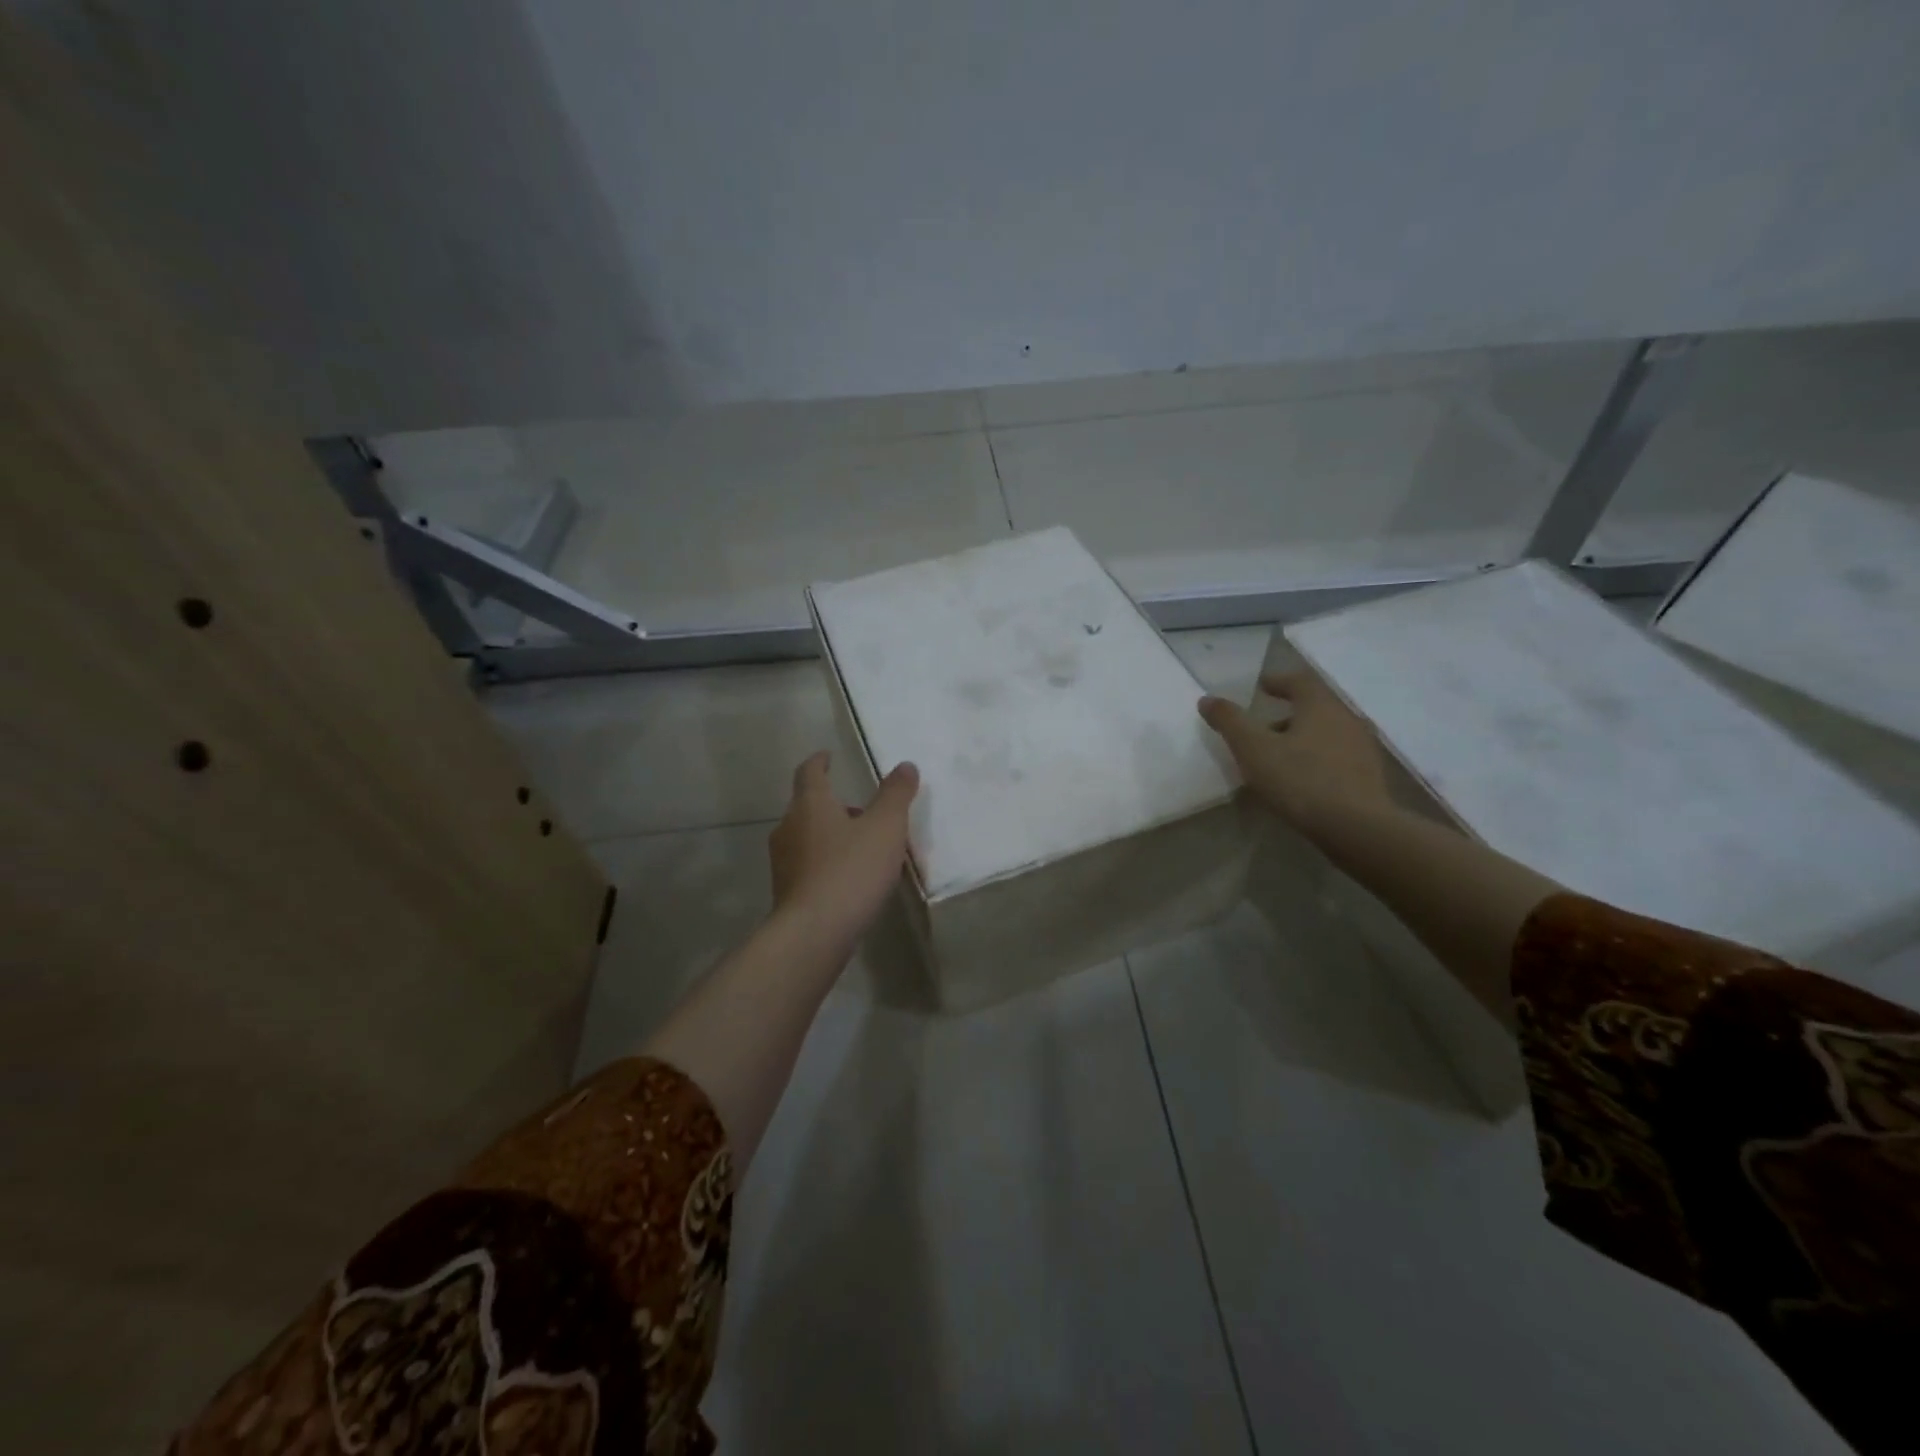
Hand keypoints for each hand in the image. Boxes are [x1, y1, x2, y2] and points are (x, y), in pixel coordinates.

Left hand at [768, 752, 919, 948]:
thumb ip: (896, 795)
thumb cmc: (851, 870)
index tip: (827, 756)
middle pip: (808, 805)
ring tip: (861, 846)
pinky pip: (808, 865)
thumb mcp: (885, 827)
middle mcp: (789, 827)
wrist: (814, 932)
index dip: (820, 762)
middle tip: (862, 809)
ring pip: (807, 836)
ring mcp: (783, 861)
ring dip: (830, 834)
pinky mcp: (786, 891)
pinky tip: (848, 878)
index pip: (809, 772)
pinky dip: (826, 861)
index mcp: (810, 804)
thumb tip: (906, 766)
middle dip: (833, 803)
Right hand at [1199, 670, 1392, 830]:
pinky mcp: (1369, 776)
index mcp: (1321, 705)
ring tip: (1279, 757)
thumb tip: (1207, 699)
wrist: (1357, 828)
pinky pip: (1337, 757)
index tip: (1260, 687)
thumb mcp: (1253, 749)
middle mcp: (1347, 719)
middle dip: (1287, 713)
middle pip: (1315, 706)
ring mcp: (1363, 748)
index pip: (1300, 680)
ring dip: (1302, 738)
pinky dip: (1317, 759)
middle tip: (1262, 727)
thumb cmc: (1300, 780)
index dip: (1278, 681)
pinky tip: (1302, 780)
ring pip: (1327, 733)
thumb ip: (1230, 722)